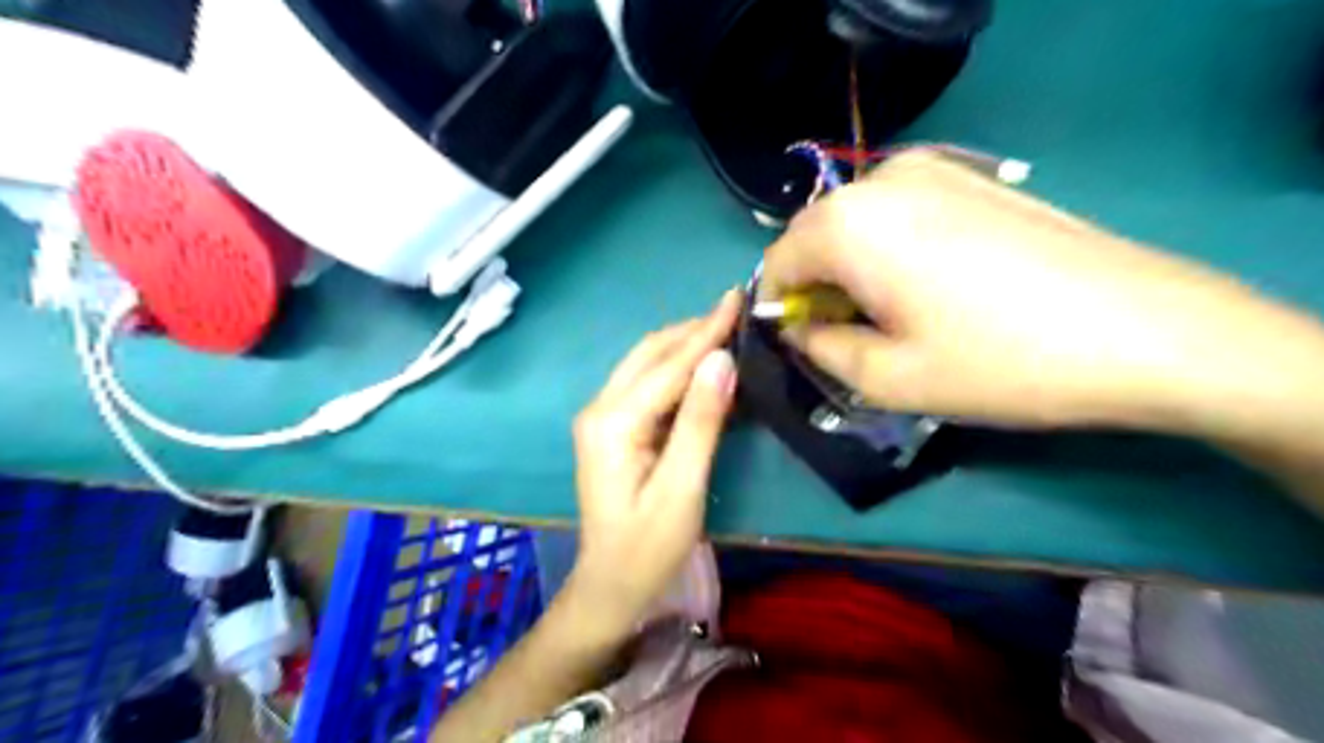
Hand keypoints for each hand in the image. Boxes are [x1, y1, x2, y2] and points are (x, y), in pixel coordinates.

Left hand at [562, 291, 740, 631]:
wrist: (610, 586)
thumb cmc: (648, 547)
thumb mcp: (682, 488)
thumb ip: (701, 422)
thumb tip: (721, 359)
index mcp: (613, 422)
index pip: (668, 365)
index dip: (705, 331)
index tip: (736, 297)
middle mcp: (600, 408)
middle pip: (650, 353)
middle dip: (693, 330)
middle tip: (735, 311)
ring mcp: (602, 417)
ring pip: (646, 364)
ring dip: (684, 345)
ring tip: (725, 329)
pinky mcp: (611, 429)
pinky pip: (647, 386)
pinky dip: (676, 370)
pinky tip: (703, 368)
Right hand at [756, 149, 1311, 430]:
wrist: (1142, 330)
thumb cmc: (998, 362)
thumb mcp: (887, 379)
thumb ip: (819, 348)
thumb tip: (798, 327)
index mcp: (847, 225)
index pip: (777, 262)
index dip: (779, 308)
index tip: (800, 345)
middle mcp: (880, 180)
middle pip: (814, 237)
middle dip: (815, 286)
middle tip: (846, 337)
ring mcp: (933, 169)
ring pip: (856, 223)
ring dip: (852, 268)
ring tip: (893, 315)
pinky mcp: (973, 176)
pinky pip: (898, 211)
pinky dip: (889, 247)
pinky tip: (931, 286)